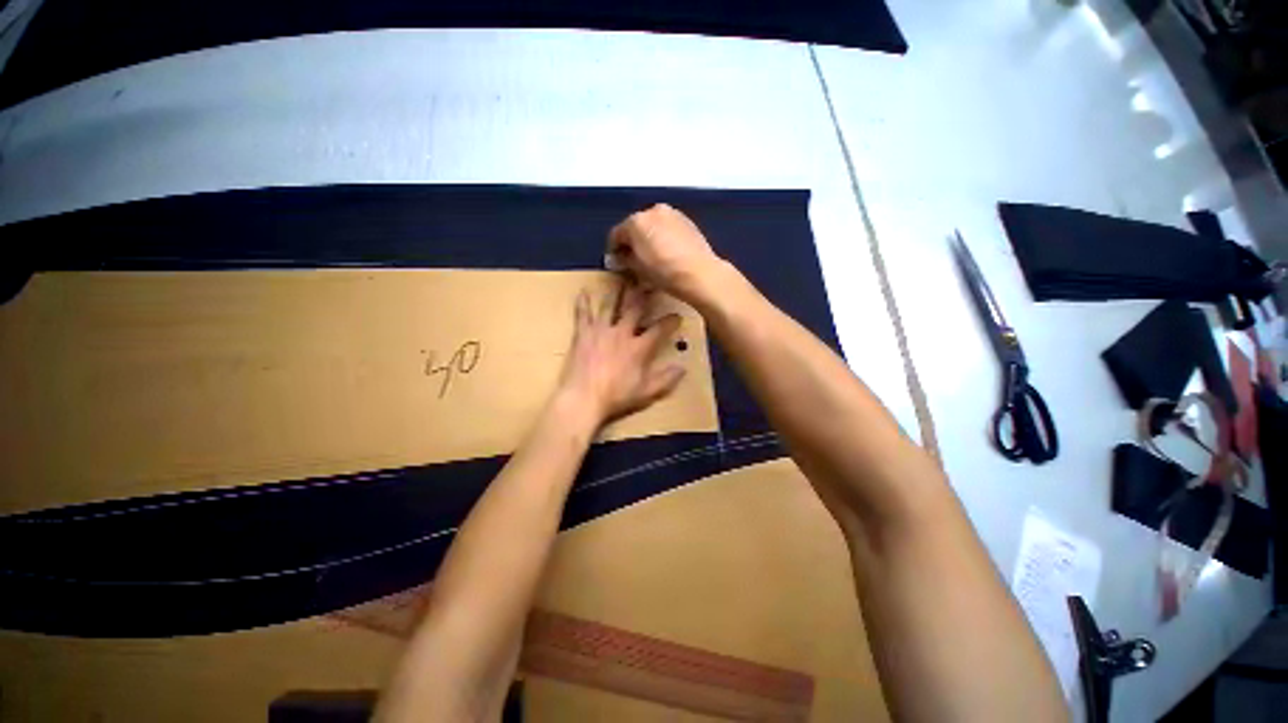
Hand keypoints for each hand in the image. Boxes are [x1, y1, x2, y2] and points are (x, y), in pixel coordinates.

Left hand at [556, 281, 686, 426]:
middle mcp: (622, 333)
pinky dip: (583, 302)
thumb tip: (683, 368)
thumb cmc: (616, 397)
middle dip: (644, 295)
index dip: (671, 321)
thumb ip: (666, 379)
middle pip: (635, 309)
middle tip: (649, 281)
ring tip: (623, 277)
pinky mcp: (583, 334)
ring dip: (618, 292)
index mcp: (639, 347)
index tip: (678, 315)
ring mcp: (601, 331)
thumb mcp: (647, 393)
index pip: (659, 329)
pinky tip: (583, 291)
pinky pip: (583, 314)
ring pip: (611, 305)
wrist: (583, 399)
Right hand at [607, 204, 724, 304]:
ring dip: (649, 238)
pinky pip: (668, 228)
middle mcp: (653, 210)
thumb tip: (619, 257)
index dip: (614, 250)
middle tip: (634, 260)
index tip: (616, 263)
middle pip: (635, 227)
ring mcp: (672, 213)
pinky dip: (664, 237)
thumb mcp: (638, 269)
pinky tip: (668, 253)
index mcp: (636, 221)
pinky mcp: (687, 221)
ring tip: (653, 257)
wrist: (699, 273)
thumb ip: (624, 259)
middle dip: (633, 242)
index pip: (616, 234)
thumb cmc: (663, 272)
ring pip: (653, 226)